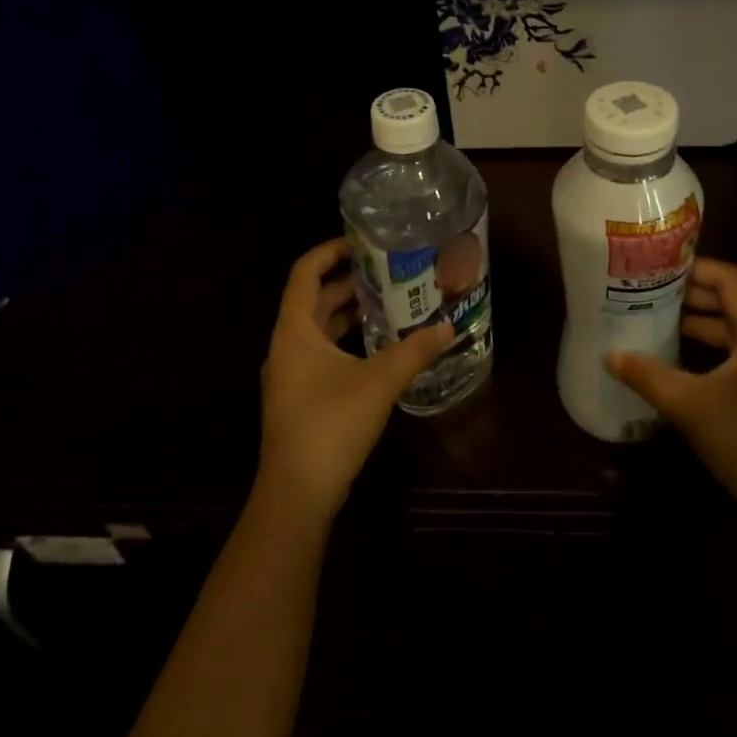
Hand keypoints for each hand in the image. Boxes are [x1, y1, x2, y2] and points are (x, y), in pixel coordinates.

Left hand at [256, 238, 455, 524]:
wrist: (297, 493)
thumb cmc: (331, 424)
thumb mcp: (379, 381)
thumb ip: (415, 351)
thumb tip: (449, 326)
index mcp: (294, 331)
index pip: (305, 272)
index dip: (330, 250)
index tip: (363, 242)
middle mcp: (287, 346)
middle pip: (313, 298)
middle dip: (348, 281)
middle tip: (387, 269)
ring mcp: (290, 373)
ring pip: (318, 328)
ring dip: (348, 312)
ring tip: (388, 300)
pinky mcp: (300, 396)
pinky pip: (322, 352)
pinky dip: (346, 340)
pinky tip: (378, 345)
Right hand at [606, 257, 736, 538]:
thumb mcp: (688, 405)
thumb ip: (646, 375)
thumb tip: (609, 355)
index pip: (729, 279)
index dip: (693, 267)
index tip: (656, 266)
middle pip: (732, 300)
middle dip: (691, 294)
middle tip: (647, 290)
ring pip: (734, 329)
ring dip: (699, 322)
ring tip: (656, 319)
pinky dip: (709, 347)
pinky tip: (679, 359)